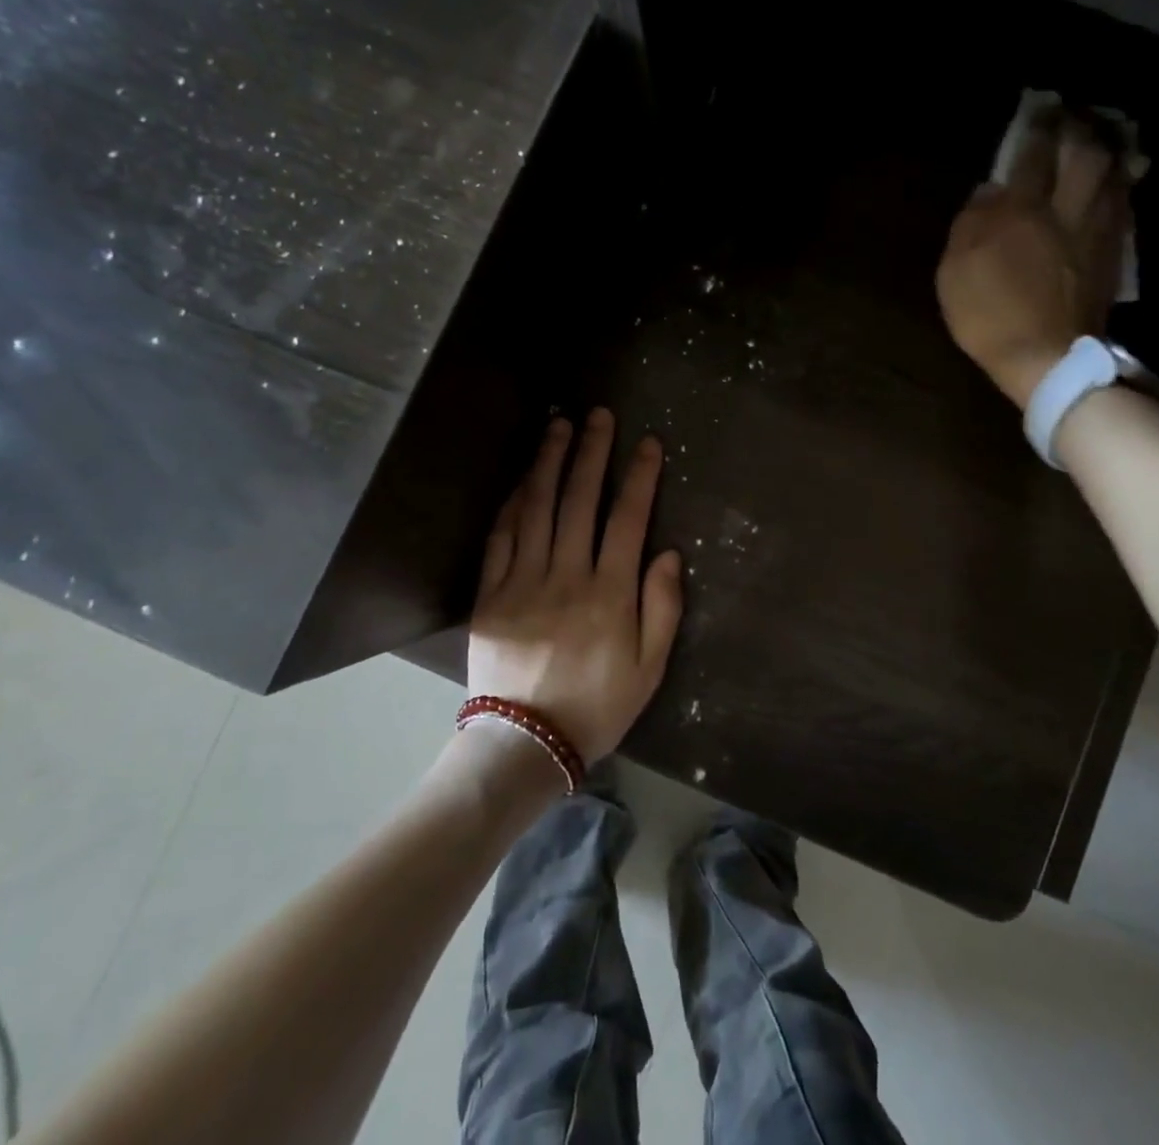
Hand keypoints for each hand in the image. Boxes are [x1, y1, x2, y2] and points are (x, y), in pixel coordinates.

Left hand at [467, 410, 683, 762]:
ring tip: (558, 426)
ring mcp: (523, 581)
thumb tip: (668, 553)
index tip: (647, 442)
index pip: (628, 518)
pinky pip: (500, 538)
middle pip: (579, 500)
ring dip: (548, 463)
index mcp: (610, 592)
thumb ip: (663, 607)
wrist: (525, 743)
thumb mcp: (650, 667)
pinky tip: (522, 479)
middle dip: (591, 452)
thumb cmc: (598, 706)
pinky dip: (512, 503)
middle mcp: (566, 575)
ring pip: (536, 508)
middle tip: (598, 415)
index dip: (639, 476)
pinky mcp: (490, 594)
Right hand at [936, 109, 1131, 406]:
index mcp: (1023, 212)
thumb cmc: (990, 315)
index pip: (1032, 155)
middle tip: (1073, 116)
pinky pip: (1121, 207)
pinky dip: (1118, 187)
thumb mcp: (956, 272)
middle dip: (1079, 130)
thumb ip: (970, 224)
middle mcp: (1066, 212)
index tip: (1037, 109)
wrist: (1046, 359)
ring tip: (1098, 139)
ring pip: (1111, 176)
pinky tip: (1114, 184)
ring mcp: (1095, 234)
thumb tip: (989, 190)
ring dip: (1105, 152)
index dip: (1036, 128)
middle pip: (1084, 155)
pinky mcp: (1111, 257)